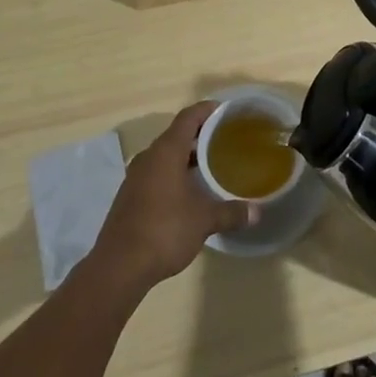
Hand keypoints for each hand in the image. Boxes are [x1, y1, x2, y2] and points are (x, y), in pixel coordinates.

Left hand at [88, 102, 255, 293]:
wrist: (119, 266)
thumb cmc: (164, 230)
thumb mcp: (204, 220)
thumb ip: (231, 212)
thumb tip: (257, 212)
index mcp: (166, 152)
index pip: (188, 117)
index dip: (207, 110)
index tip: (226, 111)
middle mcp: (148, 157)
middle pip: (176, 135)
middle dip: (200, 135)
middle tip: (225, 140)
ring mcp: (135, 177)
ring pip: (165, 156)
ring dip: (186, 157)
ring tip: (210, 165)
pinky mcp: (129, 197)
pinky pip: (156, 174)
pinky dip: (173, 174)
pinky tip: (188, 192)